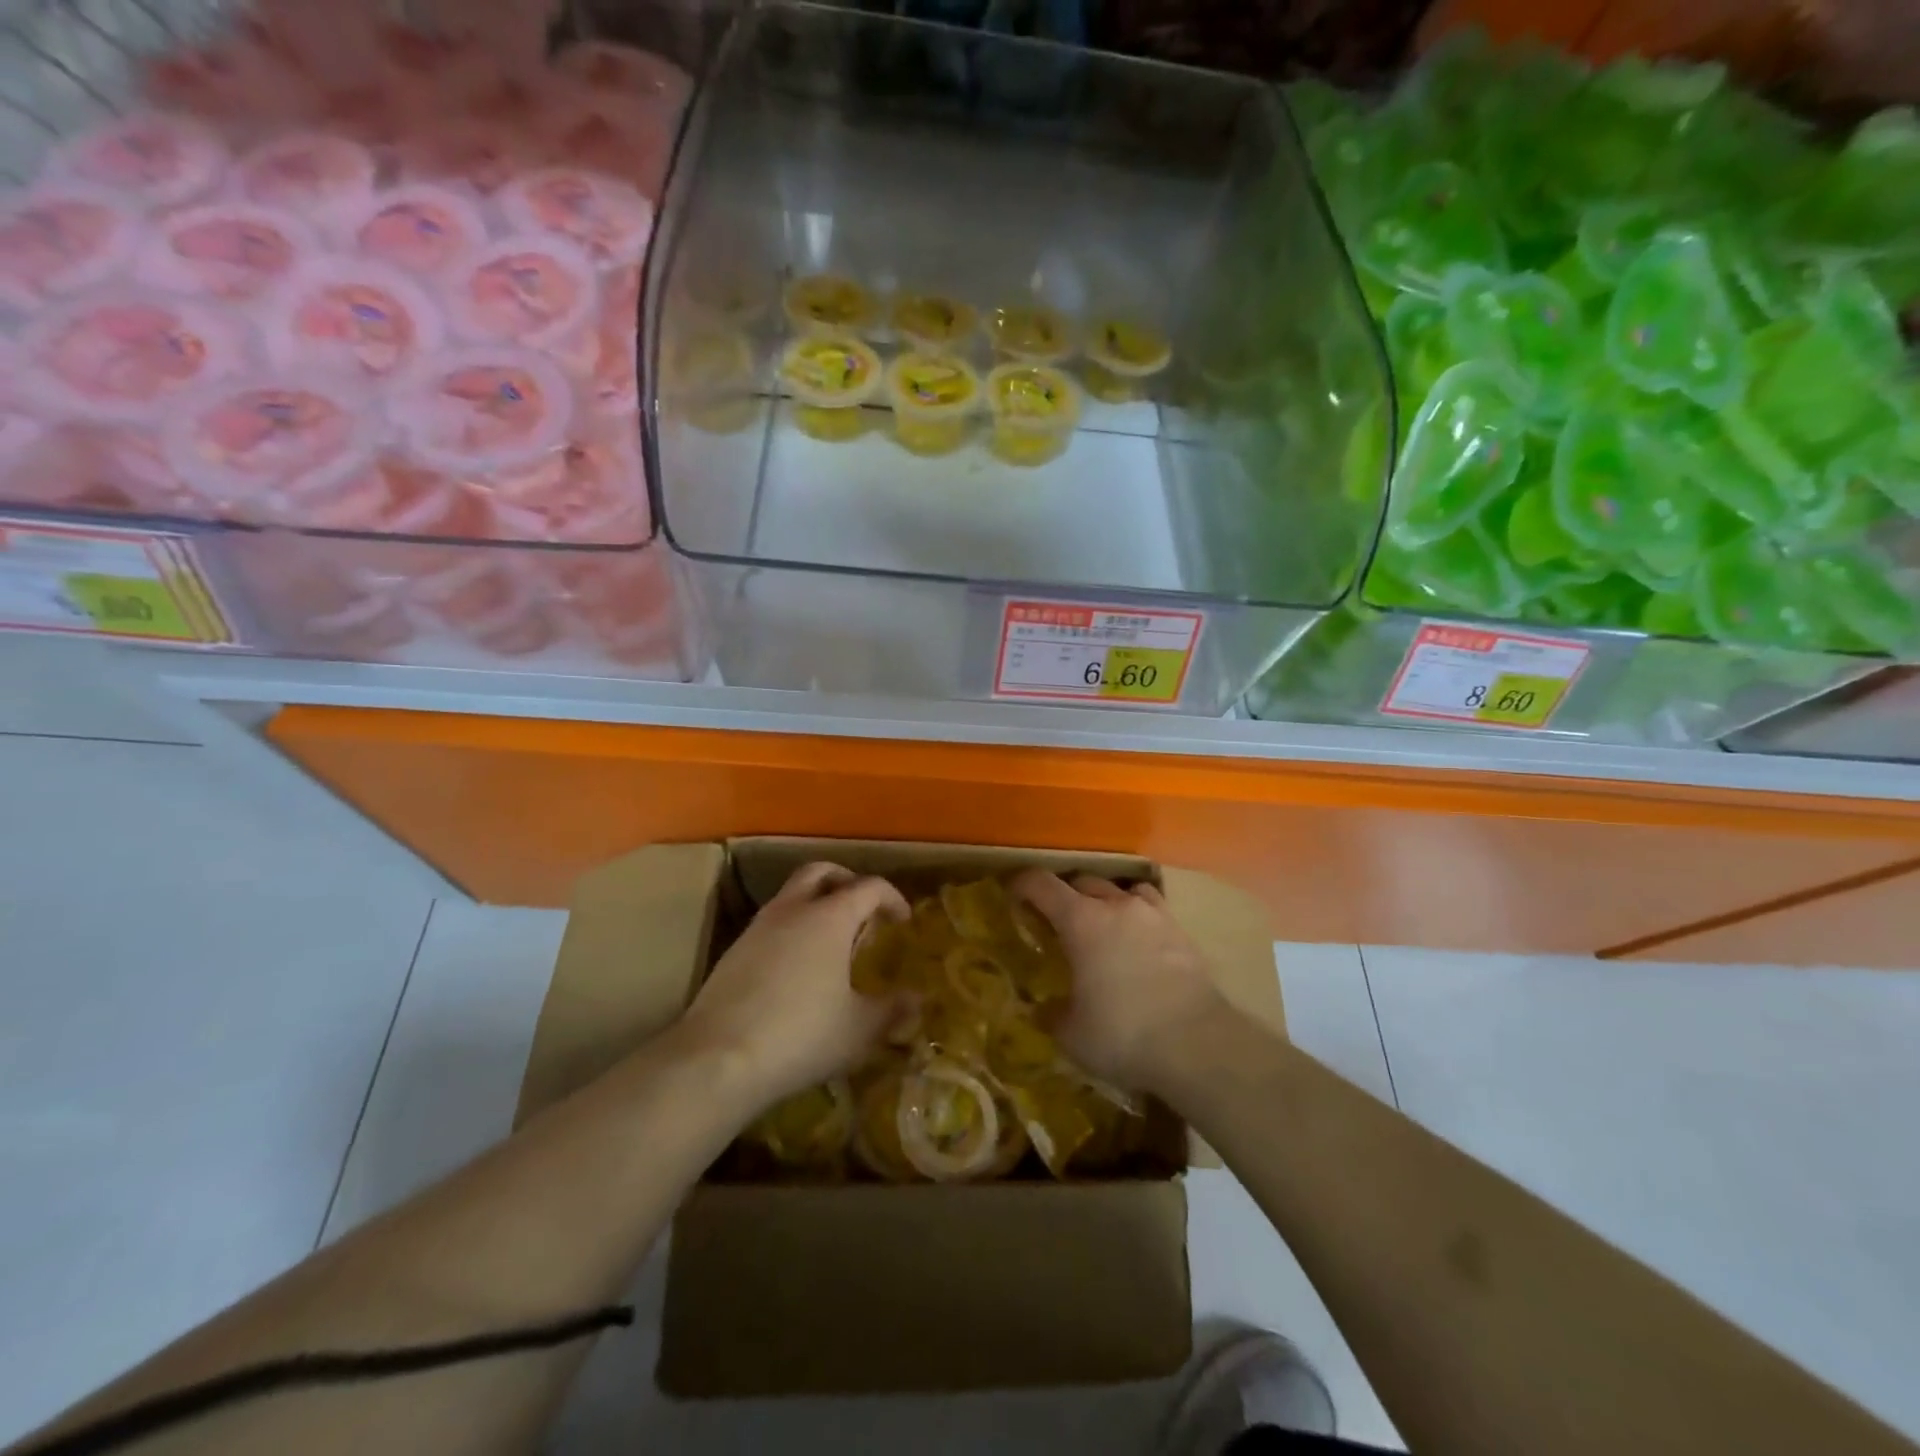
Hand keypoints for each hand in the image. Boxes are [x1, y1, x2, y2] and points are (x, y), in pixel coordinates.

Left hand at [677, 862, 908, 1108]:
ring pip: (791, 895)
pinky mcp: (734, 951)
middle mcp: (793, 909)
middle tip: (863, 910)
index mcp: (830, 917)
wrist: (718, 1059)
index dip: (891, 898)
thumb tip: (917, 1000)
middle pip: (821, 872)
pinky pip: (771, 923)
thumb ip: (892, 1009)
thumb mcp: (859, 1029)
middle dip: (846, 882)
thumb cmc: (801, 1035)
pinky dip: (792, 929)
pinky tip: (798, 968)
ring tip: (832, 941)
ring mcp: (758, 927)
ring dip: (815, 904)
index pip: (869, 887)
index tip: (903, 920)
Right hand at [1013, 870, 1230, 1092]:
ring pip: (1122, 890)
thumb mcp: (1072, 1035)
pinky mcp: (1182, 933)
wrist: (1199, 1045)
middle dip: (1065, 895)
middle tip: (1056, 919)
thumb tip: (1046, 1009)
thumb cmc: (1124, 1034)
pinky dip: (1138, 917)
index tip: (1012, 892)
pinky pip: (1152, 910)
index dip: (1023, 884)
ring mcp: (1154, 915)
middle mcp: (1116, 906)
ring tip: (1102, 924)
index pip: (1042, 884)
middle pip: (1083, 882)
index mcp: (1081, 920)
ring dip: (1106, 900)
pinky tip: (1139, 942)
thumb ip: (1054, 1015)